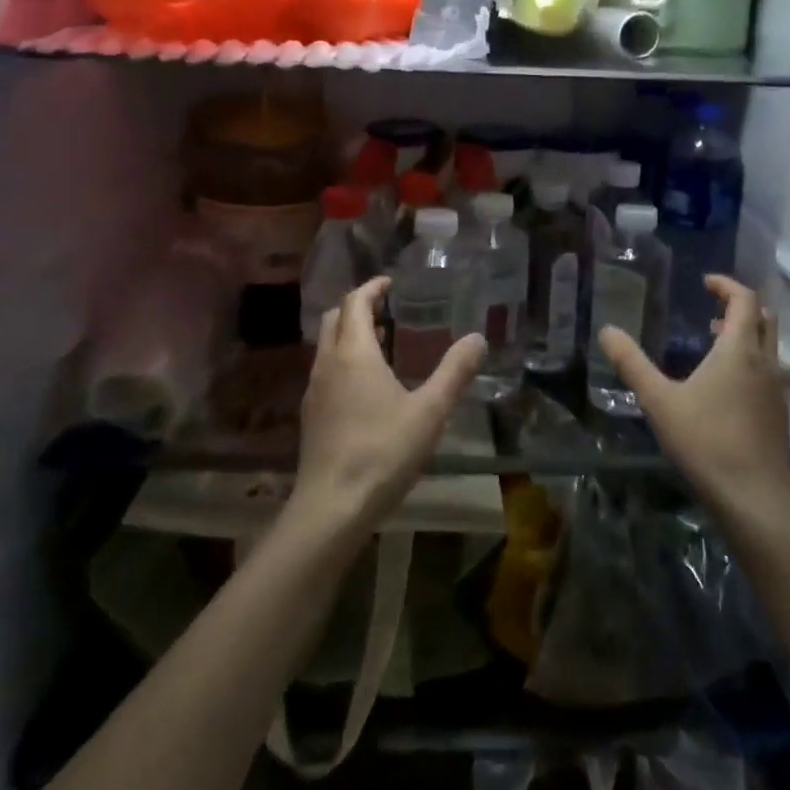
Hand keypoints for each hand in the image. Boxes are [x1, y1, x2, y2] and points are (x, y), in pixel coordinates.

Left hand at [290, 277, 485, 536]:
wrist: (332, 507)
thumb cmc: (383, 451)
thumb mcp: (430, 410)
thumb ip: (454, 372)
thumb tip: (478, 338)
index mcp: (354, 353)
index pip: (355, 303)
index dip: (371, 288)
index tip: (390, 282)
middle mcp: (327, 364)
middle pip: (334, 319)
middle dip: (356, 306)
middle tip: (386, 307)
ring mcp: (314, 391)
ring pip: (327, 346)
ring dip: (348, 334)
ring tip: (381, 343)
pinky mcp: (311, 416)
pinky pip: (325, 371)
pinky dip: (343, 360)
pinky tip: (366, 385)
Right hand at [597, 276, 789, 511]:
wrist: (754, 498)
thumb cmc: (706, 441)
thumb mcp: (659, 401)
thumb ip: (632, 364)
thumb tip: (606, 331)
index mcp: (739, 350)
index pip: (745, 300)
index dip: (726, 285)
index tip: (705, 283)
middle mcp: (765, 363)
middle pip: (764, 319)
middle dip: (740, 307)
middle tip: (711, 310)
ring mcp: (776, 390)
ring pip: (769, 347)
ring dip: (746, 335)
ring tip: (714, 343)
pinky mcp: (778, 415)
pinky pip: (768, 372)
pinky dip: (750, 361)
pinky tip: (725, 386)